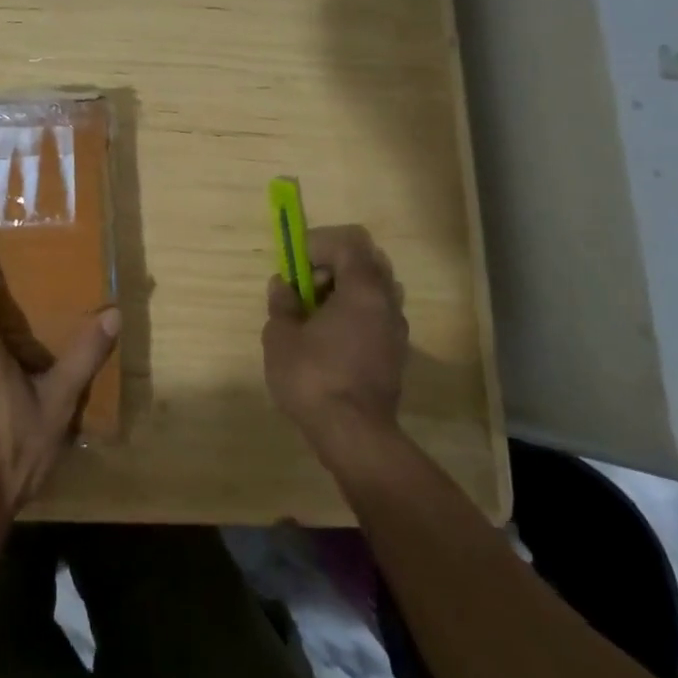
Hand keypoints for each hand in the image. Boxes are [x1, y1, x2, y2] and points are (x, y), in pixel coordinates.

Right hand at [263, 225, 409, 452]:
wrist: (354, 436)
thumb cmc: (313, 378)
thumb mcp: (281, 336)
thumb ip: (282, 303)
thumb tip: (282, 285)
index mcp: (363, 289)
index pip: (350, 242)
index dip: (319, 244)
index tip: (296, 265)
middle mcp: (387, 302)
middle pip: (368, 261)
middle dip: (335, 265)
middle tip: (307, 287)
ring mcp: (397, 330)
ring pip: (375, 290)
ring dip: (347, 291)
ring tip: (317, 315)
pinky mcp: (397, 354)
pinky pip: (377, 316)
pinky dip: (356, 314)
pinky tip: (331, 340)